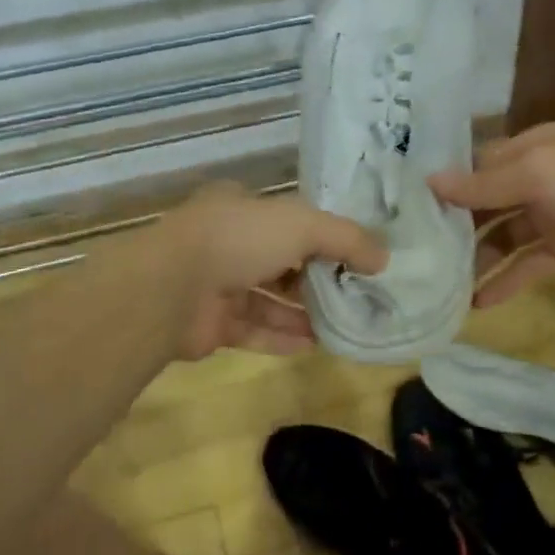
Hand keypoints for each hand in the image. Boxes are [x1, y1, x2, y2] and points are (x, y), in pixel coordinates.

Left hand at [160, 183, 387, 358]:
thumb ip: (346, 239)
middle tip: (357, 294)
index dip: (324, 235)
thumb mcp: (303, 225)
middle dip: (317, 278)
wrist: (170, 288)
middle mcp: (228, 243)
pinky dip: (282, 337)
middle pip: (282, 261)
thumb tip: (383, 258)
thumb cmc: (239, 239)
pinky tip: (315, 345)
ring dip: (303, 312)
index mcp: (242, 208)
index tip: (358, 255)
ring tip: (343, 324)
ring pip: (269, 299)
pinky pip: (254, 330)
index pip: (291, 219)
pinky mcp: (211, 325)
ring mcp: (216, 285)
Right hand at [430, 122, 554, 305]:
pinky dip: (506, 281)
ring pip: (503, 236)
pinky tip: (479, 302)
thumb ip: (485, 184)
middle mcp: (537, 178)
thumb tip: (430, 181)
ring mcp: (553, 216)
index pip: (477, 164)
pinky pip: (527, 264)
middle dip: (455, 225)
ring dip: (476, 258)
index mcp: (531, 147)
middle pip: (486, 202)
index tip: (406, 208)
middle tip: (415, 252)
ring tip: (440, 284)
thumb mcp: (538, 174)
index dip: (446, 184)